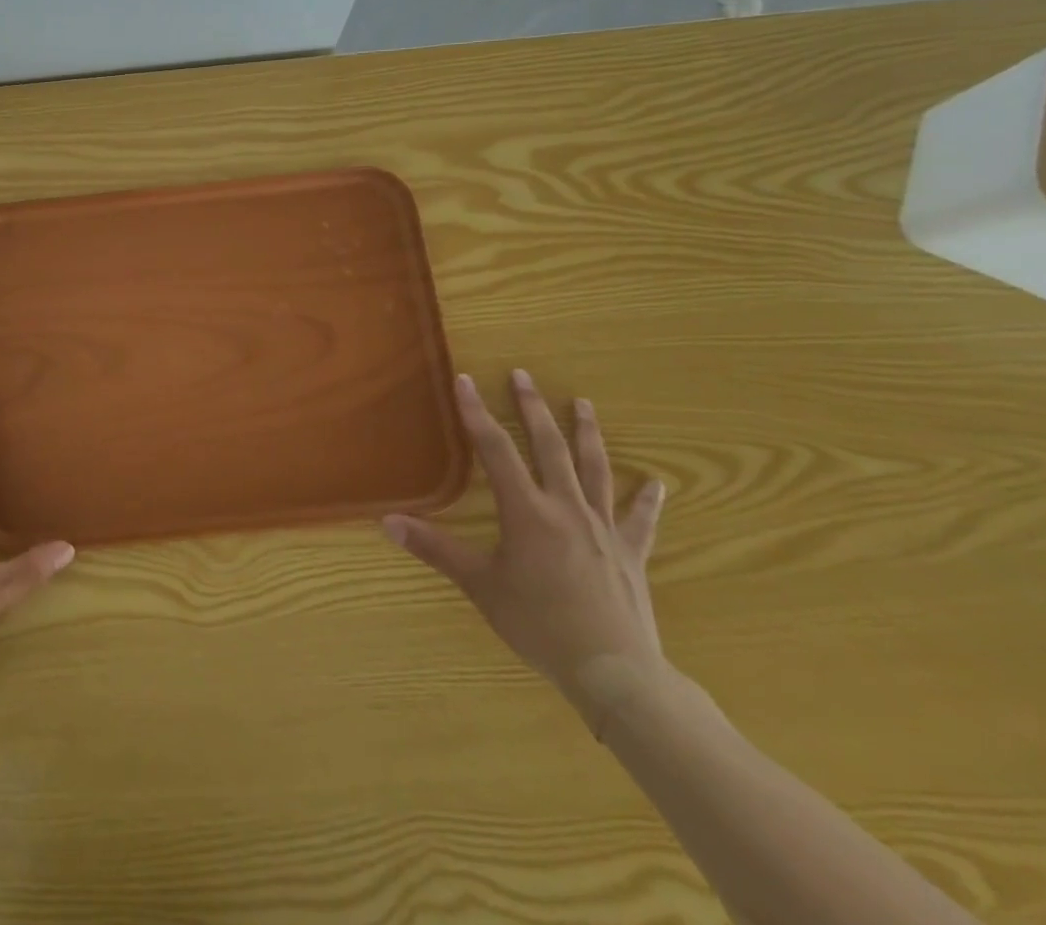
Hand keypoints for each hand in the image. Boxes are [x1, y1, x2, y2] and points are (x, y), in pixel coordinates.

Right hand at [384, 370, 666, 722]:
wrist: (614, 671)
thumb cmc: (539, 624)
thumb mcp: (480, 585)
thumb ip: (435, 549)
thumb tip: (387, 522)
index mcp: (527, 511)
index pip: (495, 450)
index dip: (477, 413)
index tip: (466, 380)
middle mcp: (565, 507)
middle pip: (549, 446)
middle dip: (533, 408)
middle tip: (523, 375)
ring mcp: (602, 527)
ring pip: (594, 469)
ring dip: (587, 434)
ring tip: (583, 404)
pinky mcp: (630, 553)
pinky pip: (639, 520)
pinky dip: (647, 500)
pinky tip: (658, 483)